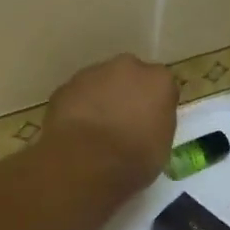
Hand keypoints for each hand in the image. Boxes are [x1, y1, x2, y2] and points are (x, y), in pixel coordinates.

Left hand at [43, 53, 178, 194]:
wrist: (84, 162)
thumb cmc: (133, 159)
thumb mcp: (161, 147)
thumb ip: (156, 124)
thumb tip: (146, 124)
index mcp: (159, 81)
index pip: (163, 88)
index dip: (155, 106)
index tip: (150, 124)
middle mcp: (128, 67)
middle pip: (131, 77)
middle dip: (128, 94)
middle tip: (123, 123)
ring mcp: (93, 73)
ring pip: (101, 83)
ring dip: (101, 99)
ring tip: (96, 131)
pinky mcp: (65, 86)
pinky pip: (77, 96)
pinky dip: (78, 108)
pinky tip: (76, 132)